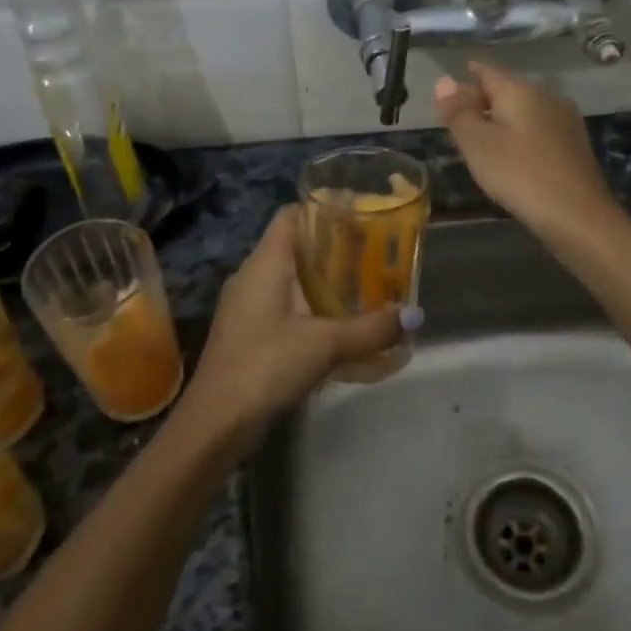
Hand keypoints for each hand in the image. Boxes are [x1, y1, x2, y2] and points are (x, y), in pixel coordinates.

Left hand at [181, 207, 408, 437]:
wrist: (216, 422)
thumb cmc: (265, 366)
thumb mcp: (325, 344)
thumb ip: (371, 329)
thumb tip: (415, 315)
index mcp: (264, 263)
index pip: (290, 215)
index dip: (322, 208)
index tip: (360, 215)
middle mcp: (251, 276)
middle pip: (294, 246)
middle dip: (333, 247)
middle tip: (373, 253)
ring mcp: (246, 306)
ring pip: (289, 278)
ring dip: (323, 280)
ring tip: (364, 285)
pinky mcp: (248, 333)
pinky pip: (283, 305)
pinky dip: (310, 305)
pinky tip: (337, 323)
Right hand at [433, 61, 621, 240]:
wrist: (578, 215)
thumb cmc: (519, 175)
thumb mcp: (478, 144)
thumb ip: (458, 112)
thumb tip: (443, 80)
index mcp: (519, 90)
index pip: (486, 71)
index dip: (464, 78)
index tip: (447, 90)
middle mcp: (545, 95)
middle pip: (506, 89)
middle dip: (481, 100)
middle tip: (457, 119)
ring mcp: (564, 119)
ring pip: (523, 110)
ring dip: (501, 119)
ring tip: (479, 139)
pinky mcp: (574, 144)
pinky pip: (538, 129)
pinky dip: (519, 135)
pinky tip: (511, 155)